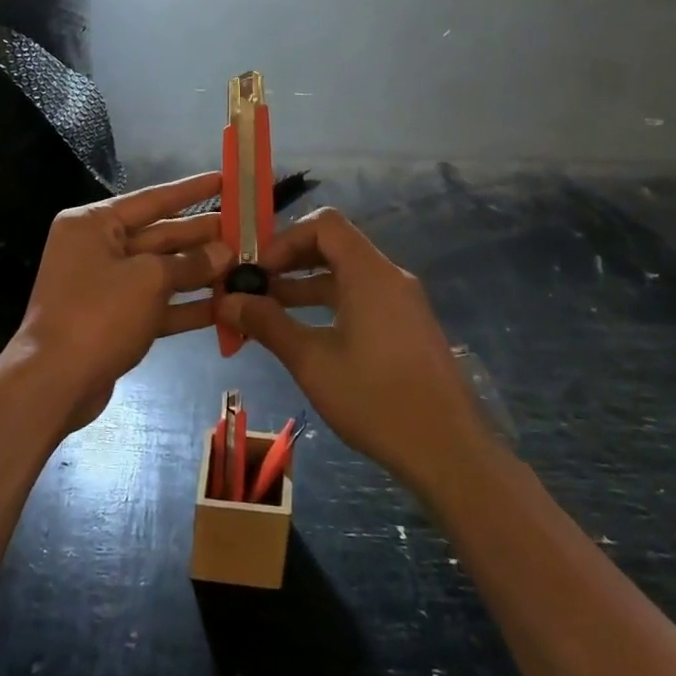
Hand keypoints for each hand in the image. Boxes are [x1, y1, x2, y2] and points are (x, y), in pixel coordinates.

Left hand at [13, 173, 232, 431]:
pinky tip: (226, 305)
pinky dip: (187, 305)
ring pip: (162, 271)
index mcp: (93, 224)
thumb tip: (225, 253)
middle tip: (247, 231)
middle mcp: (97, 248)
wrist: (54, 383)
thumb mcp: (149, 279)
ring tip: (246, 266)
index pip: (152, 199)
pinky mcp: (116, 320)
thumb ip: (190, 263)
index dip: (192, 190)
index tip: (226, 180)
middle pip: (160, 235)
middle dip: (202, 236)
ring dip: (201, 272)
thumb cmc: (98, 314)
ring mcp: (106, 286)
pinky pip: (157, 304)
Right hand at [216, 207, 488, 492]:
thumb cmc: (375, 399)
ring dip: (306, 286)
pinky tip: (305, 334)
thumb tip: (227, 301)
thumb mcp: (312, 361)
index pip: (325, 224)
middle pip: (335, 246)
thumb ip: (268, 324)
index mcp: (369, 273)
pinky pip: (362, 297)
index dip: (285, 239)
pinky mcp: (407, 327)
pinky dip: (330, 304)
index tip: (258, 270)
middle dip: (291, 262)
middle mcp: (389, 277)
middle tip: (254, 287)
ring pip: (347, 275)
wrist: (448, 450)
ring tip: (267, 311)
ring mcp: (403, 302)